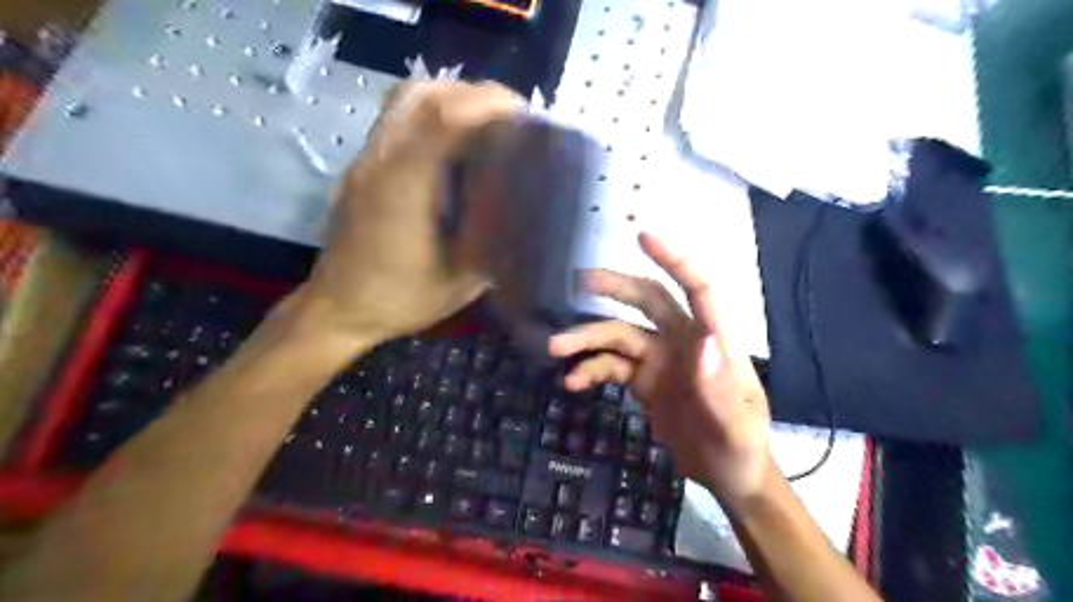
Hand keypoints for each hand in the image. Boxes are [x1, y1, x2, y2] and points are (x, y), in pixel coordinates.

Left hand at [292, 81, 526, 344]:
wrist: (338, 309)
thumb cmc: (399, 300)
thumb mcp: (459, 282)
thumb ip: (493, 244)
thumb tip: (524, 214)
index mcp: (404, 188)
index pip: (443, 120)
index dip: (486, 105)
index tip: (525, 115)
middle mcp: (381, 162)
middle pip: (422, 94)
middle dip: (474, 94)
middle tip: (512, 116)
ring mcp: (367, 160)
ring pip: (406, 99)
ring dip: (451, 97)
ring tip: (487, 121)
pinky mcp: (363, 167)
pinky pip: (398, 118)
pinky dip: (433, 113)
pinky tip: (457, 142)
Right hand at [548, 234, 776, 504]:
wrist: (726, 475)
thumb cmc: (741, 449)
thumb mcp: (737, 428)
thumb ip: (720, 390)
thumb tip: (702, 344)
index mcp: (715, 342)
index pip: (700, 289)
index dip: (675, 260)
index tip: (644, 237)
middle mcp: (684, 340)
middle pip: (648, 300)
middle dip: (615, 287)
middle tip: (578, 281)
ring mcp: (661, 359)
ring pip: (619, 334)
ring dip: (587, 338)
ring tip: (555, 347)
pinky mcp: (643, 379)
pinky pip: (611, 365)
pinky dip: (590, 369)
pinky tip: (572, 382)